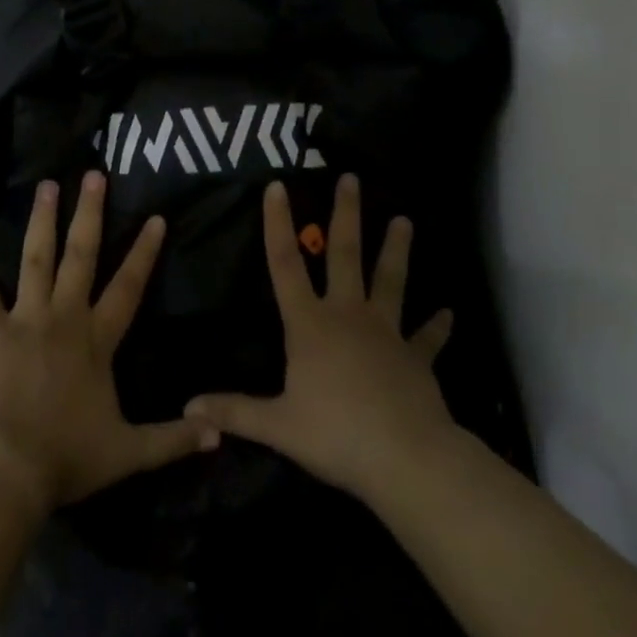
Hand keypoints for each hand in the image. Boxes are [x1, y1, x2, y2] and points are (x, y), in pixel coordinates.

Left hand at [0, 173, 218, 512]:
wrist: (5, 467)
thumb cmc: (66, 457)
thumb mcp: (129, 453)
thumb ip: (174, 440)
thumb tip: (220, 435)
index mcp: (96, 340)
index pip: (128, 287)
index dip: (144, 252)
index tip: (156, 217)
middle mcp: (63, 317)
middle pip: (80, 256)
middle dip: (89, 214)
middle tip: (93, 175)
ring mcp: (25, 320)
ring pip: (36, 260)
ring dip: (41, 222)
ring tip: (46, 186)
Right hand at [185, 176, 458, 505]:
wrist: (407, 458)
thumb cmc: (336, 433)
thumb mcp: (277, 425)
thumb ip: (233, 412)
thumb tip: (187, 407)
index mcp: (309, 324)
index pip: (284, 265)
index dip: (277, 225)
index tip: (277, 186)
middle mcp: (348, 315)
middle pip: (344, 255)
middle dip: (346, 215)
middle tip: (352, 178)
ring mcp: (387, 333)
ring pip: (390, 280)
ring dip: (397, 250)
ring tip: (405, 220)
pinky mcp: (416, 358)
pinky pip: (427, 338)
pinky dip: (438, 326)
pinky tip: (449, 314)